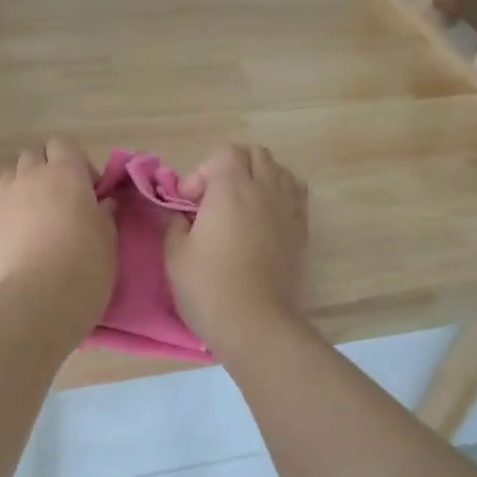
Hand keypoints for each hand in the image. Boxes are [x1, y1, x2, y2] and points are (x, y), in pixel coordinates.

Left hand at [0, 138, 117, 335]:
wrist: (37, 304)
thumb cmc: (85, 266)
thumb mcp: (109, 238)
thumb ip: (103, 213)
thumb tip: (101, 203)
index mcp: (64, 174)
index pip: (63, 144)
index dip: (76, 162)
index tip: (89, 190)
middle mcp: (28, 179)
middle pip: (31, 156)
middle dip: (46, 170)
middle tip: (62, 201)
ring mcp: (1, 204)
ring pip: (8, 179)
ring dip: (23, 190)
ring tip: (38, 221)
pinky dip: (8, 225)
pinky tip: (20, 251)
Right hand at [164, 144, 307, 356]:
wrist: (254, 322)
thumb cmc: (208, 287)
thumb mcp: (174, 254)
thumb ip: (176, 225)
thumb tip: (183, 217)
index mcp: (231, 189)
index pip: (224, 154)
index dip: (202, 172)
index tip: (188, 204)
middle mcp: (265, 190)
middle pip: (255, 154)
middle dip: (231, 167)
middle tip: (213, 198)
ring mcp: (288, 209)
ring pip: (279, 170)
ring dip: (258, 177)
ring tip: (242, 205)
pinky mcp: (302, 230)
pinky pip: (296, 195)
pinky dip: (280, 195)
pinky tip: (265, 218)